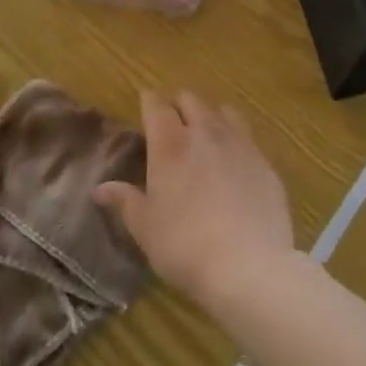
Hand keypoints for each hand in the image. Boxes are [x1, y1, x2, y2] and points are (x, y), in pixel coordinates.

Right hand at [93, 92, 295, 315]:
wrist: (249, 265)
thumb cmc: (185, 247)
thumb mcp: (146, 228)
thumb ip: (125, 201)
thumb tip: (100, 189)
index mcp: (170, 144)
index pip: (157, 105)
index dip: (149, 101)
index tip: (145, 103)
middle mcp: (205, 133)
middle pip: (191, 100)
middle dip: (178, 104)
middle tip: (172, 120)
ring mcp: (240, 143)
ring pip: (223, 111)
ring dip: (210, 115)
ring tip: (205, 132)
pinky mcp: (264, 161)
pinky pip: (247, 136)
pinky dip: (235, 139)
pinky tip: (234, 161)